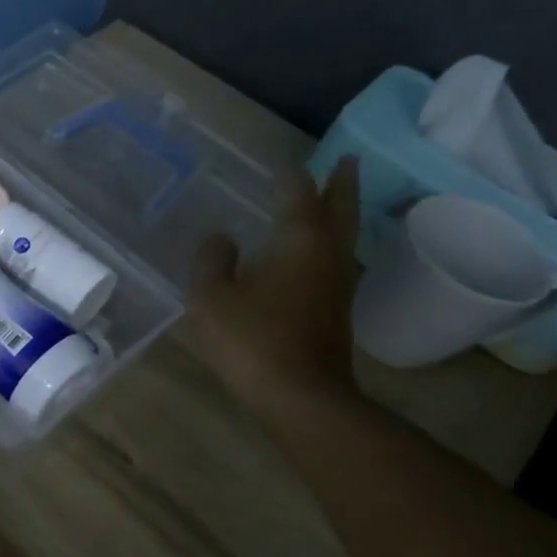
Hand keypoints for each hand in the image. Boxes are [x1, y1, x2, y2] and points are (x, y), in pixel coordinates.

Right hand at [188, 156, 362, 422]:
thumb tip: (221, 238)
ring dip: (341, 213)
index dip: (290, 176)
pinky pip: (337, 261)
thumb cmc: (251, 338)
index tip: (284, 162)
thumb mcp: (211, 296)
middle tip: (345, 161)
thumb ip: (211, 260)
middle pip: (341, 209)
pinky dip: (330, 244)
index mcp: (300, 241)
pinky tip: (315, 254)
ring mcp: (338, 285)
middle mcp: (328, 255)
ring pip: (345, 237)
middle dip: (341, 183)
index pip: (299, 195)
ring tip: (333, 200)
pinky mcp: (336, 312)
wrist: (300, 395)